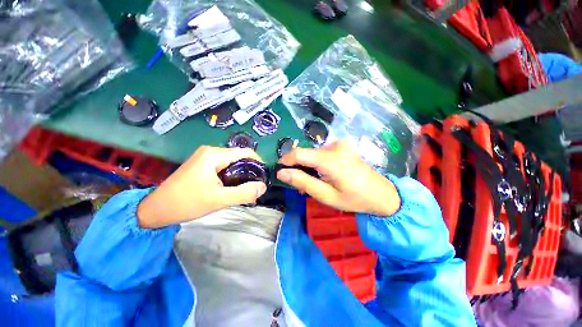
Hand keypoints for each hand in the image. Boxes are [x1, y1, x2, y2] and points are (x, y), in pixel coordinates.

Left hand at [138, 146, 266, 228]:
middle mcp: (211, 151)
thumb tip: (263, 187)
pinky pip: (224, 167)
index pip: (245, 152)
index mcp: (214, 154)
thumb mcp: (218, 200)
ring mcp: (205, 157)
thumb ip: (244, 193)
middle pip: (239, 157)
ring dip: (241, 175)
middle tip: (253, 187)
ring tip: (244, 189)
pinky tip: (231, 187)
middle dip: (249, 171)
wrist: (156, 210)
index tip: (263, 177)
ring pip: (232, 163)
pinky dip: (232, 176)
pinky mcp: (203, 165)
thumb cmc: (186, 203)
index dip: (258, 163)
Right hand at [277, 141, 399, 215]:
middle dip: (299, 168)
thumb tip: (281, 172)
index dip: (286, 160)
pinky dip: (316, 163)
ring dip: (308, 167)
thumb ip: (302, 182)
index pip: (299, 153)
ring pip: (312, 154)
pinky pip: (321, 153)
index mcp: (330, 159)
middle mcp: (334, 146)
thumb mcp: (325, 195)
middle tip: (301, 186)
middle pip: (306, 154)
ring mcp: (339, 144)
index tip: (280, 171)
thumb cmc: (354, 198)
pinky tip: (321, 175)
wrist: (381, 193)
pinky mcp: (342, 146)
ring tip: (313, 183)